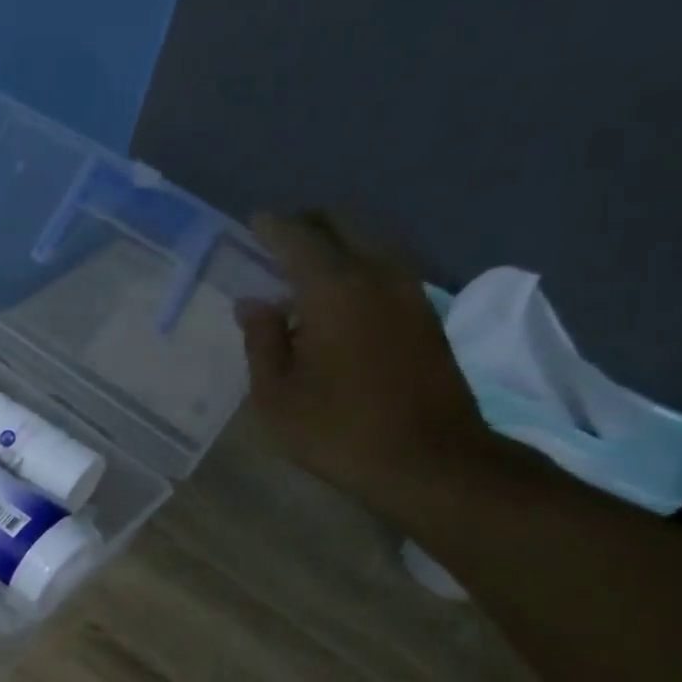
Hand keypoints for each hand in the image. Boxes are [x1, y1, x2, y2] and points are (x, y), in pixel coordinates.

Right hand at [237, 210, 496, 515]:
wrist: (429, 460)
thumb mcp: (276, 395)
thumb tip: (253, 303)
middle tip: (278, 237)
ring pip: (372, 241)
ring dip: (338, 242)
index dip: (272, 227)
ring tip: (306, 266)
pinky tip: (339, 294)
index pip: (298, 239)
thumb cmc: (337, 430)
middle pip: (344, 224)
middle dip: (309, 223)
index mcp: (334, 290)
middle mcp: (378, 275)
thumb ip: (261, 341)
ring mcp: (410, 292)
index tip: (253, 221)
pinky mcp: (427, 314)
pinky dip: (359, 264)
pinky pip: (387, 266)